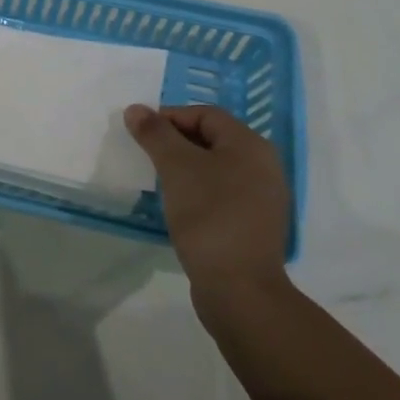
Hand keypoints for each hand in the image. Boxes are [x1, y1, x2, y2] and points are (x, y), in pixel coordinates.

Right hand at [124, 104, 291, 302]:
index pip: (205, 114)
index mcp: (250, 145)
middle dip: (176, 143)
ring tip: (160, 182)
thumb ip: (155, 134)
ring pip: (216, 168)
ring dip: (186, 168)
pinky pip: (222, 194)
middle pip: (212, 139)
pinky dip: (199, 192)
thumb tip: (135, 109)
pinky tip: (180, 207)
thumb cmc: (209, 215)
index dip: (170, 117)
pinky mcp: (255, 225)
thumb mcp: (176, 167)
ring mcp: (263, 198)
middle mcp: (263, 166)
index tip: (141, 134)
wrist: (240, 290)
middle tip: (147, 156)